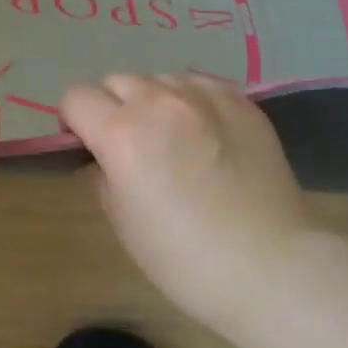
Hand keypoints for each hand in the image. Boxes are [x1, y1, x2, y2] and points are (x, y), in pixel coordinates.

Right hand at [60, 74, 320, 337]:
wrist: (271, 267)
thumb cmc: (185, 259)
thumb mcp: (122, 223)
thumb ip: (100, 175)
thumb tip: (99, 155)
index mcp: (121, 133)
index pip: (77, 98)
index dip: (76, 122)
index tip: (89, 146)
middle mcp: (158, 102)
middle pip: (116, 81)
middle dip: (114, 108)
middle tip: (133, 146)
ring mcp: (203, 95)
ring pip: (158, 80)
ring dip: (154, 102)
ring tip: (175, 139)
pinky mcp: (239, 99)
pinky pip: (199, 85)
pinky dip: (192, 103)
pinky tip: (208, 136)